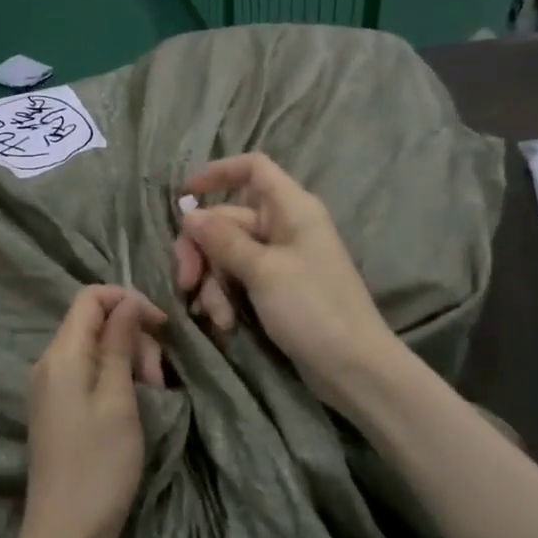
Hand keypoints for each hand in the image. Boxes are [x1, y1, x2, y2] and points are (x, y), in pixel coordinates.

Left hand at [21, 286, 166, 537]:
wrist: (64, 533)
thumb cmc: (99, 465)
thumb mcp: (118, 399)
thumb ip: (119, 344)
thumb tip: (127, 303)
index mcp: (61, 354)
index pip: (90, 297)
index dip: (128, 300)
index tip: (162, 325)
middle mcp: (49, 362)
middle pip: (94, 322)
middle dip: (133, 336)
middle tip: (159, 376)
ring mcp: (49, 386)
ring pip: (94, 348)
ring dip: (128, 358)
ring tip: (153, 392)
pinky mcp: (56, 408)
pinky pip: (87, 372)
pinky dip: (114, 376)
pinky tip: (133, 402)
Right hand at [172, 153, 399, 411]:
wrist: (354, 368)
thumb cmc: (313, 308)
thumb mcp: (263, 271)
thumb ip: (223, 239)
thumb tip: (190, 214)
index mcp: (291, 209)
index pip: (253, 169)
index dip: (218, 173)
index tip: (184, 195)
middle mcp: (285, 226)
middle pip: (228, 220)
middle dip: (203, 251)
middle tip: (186, 282)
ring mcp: (281, 259)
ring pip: (228, 255)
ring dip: (214, 283)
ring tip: (215, 316)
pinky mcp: (277, 288)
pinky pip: (240, 279)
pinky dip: (227, 297)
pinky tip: (224, 324)